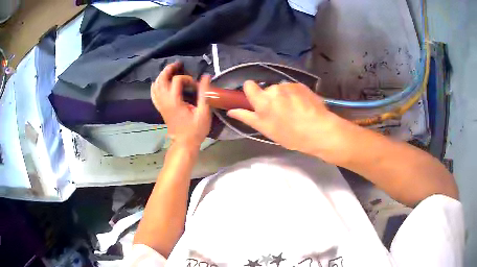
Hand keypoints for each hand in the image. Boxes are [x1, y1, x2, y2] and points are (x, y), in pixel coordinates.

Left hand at [151, 62, 211, 148]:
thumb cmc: (195, 130)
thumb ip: (204, 93)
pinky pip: (154, 94)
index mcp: (174, 101)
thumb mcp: (203, 112)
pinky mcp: (161, 108)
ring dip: (162, 75)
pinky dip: (155, 86)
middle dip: (169, 69)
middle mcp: (165, 101)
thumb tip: (206, 76)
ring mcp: (161, 105)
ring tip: (170, 70)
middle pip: (161, 79)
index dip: (187, 78)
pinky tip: (158, 82)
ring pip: (156, 85)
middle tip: (178, 64)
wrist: (184, 143)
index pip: (177, 80)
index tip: (196, 86)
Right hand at [227, 81, 352, 162]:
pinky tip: (303, 108)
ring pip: (281, 89)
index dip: (251, 92)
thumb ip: (247, 117)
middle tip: (280, 114)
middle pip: (267, 90)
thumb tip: (231, 110)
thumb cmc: (290, 134)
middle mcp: (274, 88)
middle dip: (271, 99)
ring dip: (284, 97)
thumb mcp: (265, 129)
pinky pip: (293, 89)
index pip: (248, 85)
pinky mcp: (302, 85)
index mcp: (262, 99)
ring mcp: (290, 85)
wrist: (319, 130)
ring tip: (294, 112)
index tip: (257, 102)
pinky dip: (295, 96)